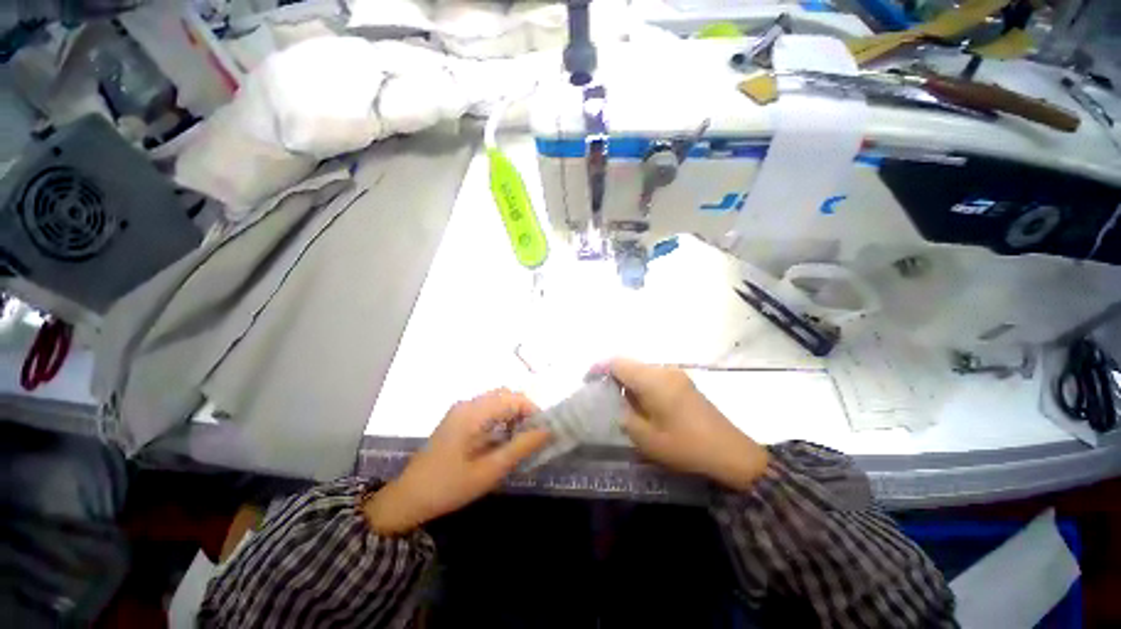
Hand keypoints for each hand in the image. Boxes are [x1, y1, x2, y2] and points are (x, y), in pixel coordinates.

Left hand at [364, 389, 550, 534]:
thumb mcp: (489, 471)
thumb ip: (520, 448)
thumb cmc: (449, 487)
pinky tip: (504, 438)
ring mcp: (461, 410)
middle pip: (506, 395)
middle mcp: (468, 404)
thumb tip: (547, 431)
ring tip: (521, 437)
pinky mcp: (458, 418)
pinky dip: (501, 417)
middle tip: (534, 435)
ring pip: (497, 400)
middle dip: (524, 411)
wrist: (408, 498)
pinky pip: (487, 408)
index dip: (533, 410)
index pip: (513, 398)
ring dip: (513, 413)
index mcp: (473, 413)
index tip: (544, 430)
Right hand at [609, 359, 768, 490]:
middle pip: (630, 364)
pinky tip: (642, 405)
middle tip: (602, 396)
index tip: (588, 381)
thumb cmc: (685, 445)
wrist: (731, 453)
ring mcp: (676, 375)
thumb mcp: (646, 437)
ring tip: (621, 404)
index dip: (599, 368)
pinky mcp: (684, 383)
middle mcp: (664, 370)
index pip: (618, 363)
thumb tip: (618, 402)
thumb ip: (625, 415)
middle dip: (613, 377)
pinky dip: (642, 386)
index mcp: (653, 380)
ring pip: (642, 371)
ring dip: (628, 382)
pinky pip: (655, 377)